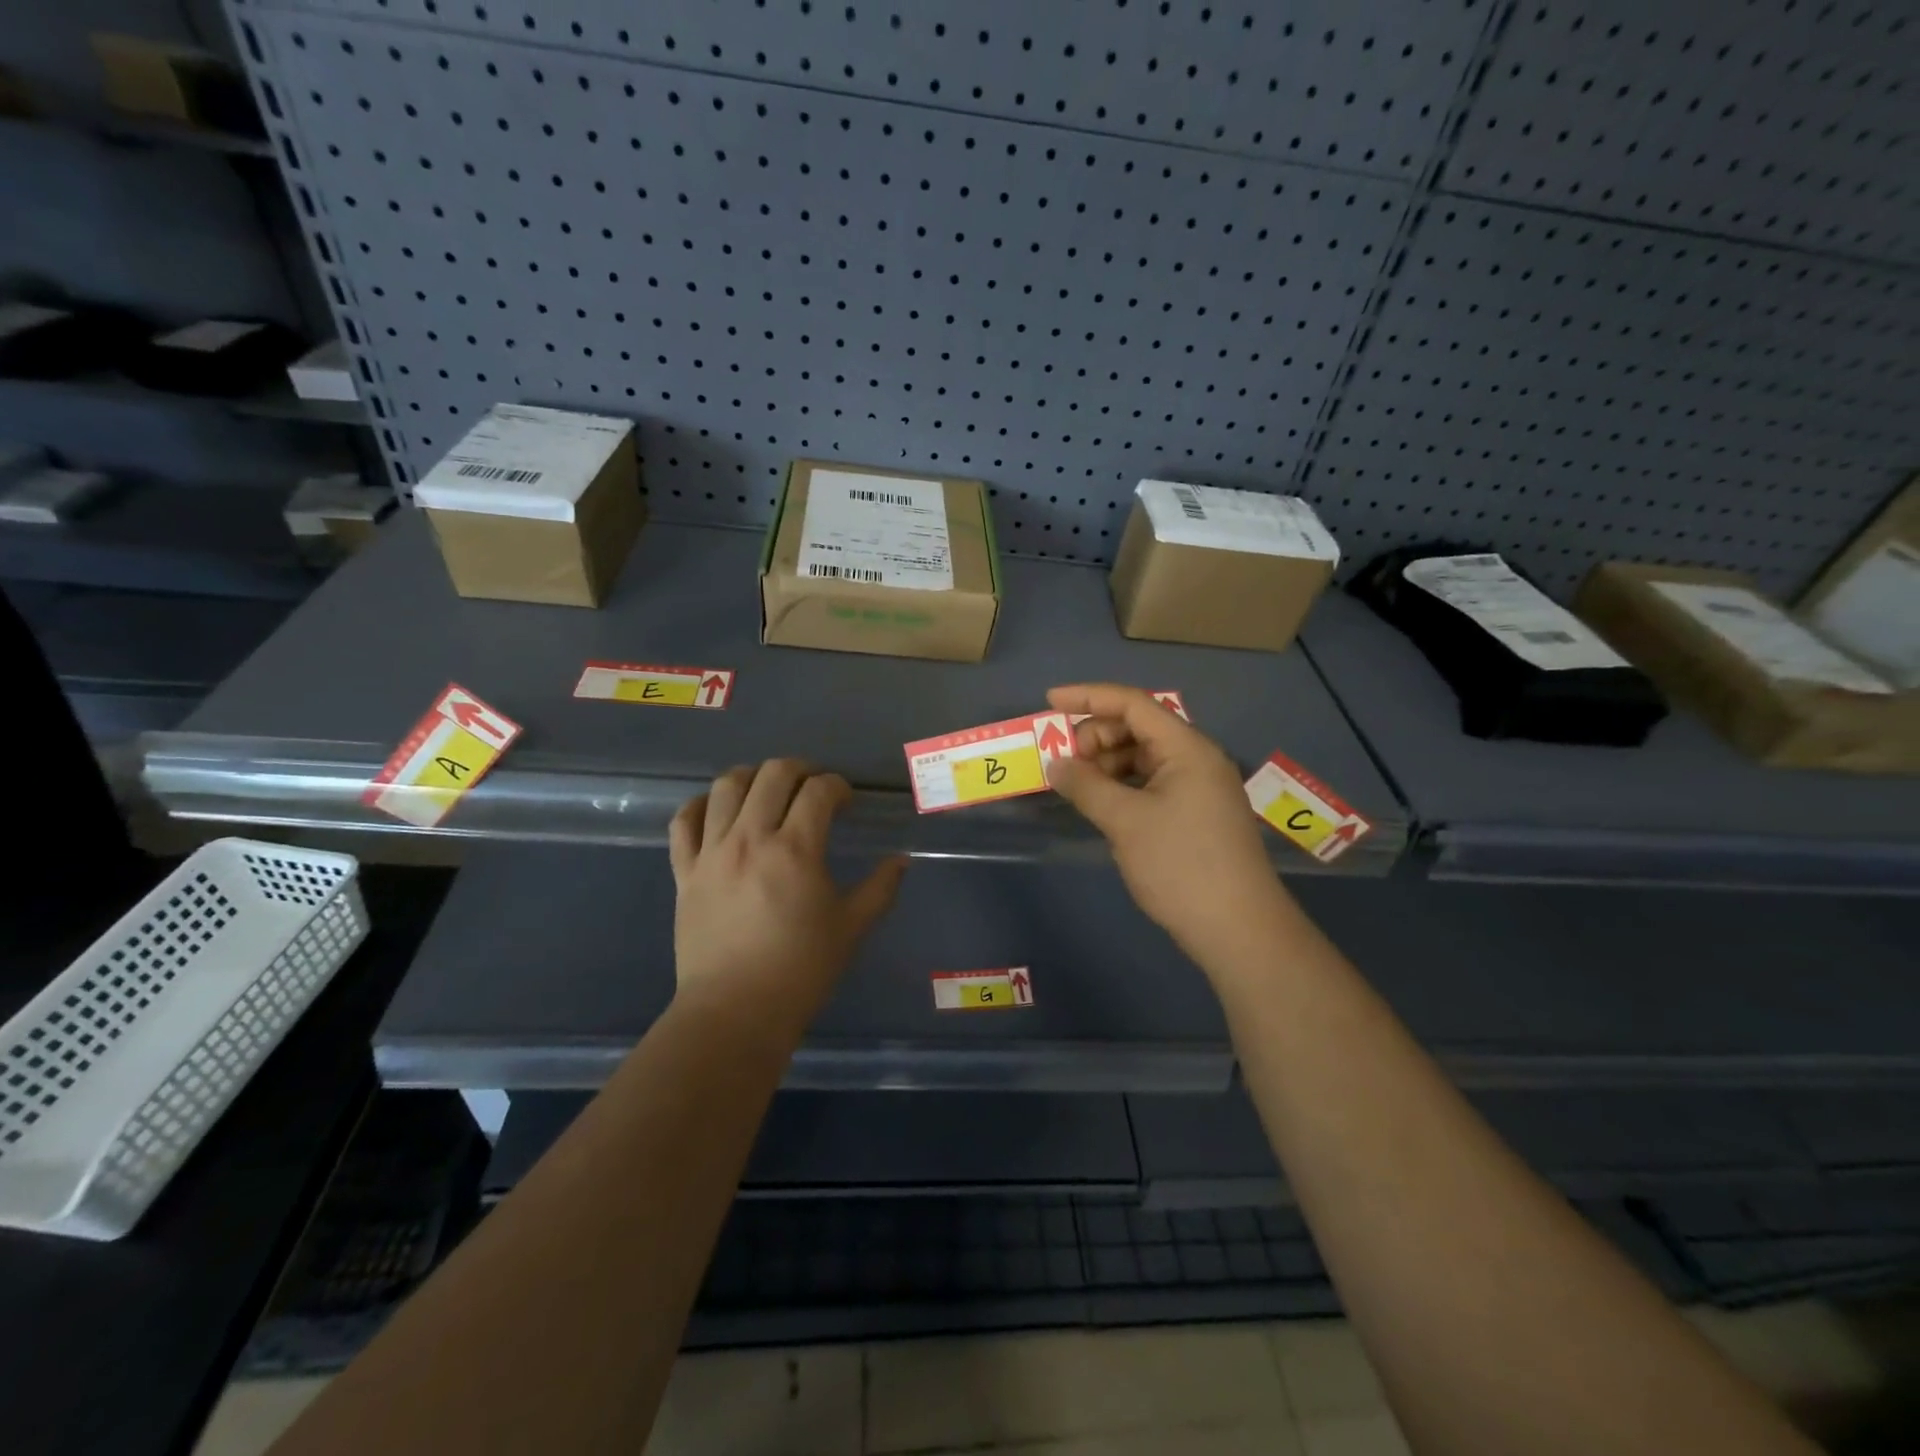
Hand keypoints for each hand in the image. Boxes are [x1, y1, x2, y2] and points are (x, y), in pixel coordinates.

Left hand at [669, 760, 905, 1037]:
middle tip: (813, 786)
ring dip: (751, 776)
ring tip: (766, 788)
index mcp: (796, 850)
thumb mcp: (851, 928)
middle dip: (800, 769)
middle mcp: (751, 838)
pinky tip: (715, 809)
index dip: (837, 786)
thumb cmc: (800, 970)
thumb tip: (901, 860)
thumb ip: (881, 888)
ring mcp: (712, 853)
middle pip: (773, 774)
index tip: (845, 801)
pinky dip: (698, 805)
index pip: (819, 791)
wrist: (734, 1012)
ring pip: (725, 787)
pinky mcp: (684, 872)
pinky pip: (683, 822)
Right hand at [1045, 684, 1287, 965]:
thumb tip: (1055, 765)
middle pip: (1138, 727)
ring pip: (1143, 757)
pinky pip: (1151, 783)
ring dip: (1107, 763)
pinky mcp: (1195, 814)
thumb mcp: (1125, 822)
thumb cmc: (1181, 866)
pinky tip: (1103, 804)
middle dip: (1096, 736)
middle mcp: (1196, 758)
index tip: (1049, 702)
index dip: (1088, 697)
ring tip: (1079, 787)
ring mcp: (1198, 787)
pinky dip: (1122, 786)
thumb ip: (1086, 786)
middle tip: (1065, 763)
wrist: (1238, 929)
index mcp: (1187, 748)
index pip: (1133, 703)